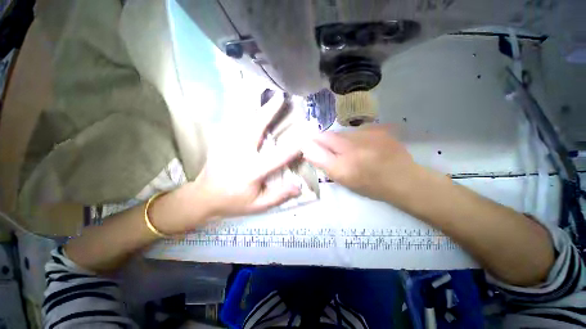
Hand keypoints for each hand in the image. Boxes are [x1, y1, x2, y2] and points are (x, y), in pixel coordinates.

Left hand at [189, 92, 301, 219]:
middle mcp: (239, 154)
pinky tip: (244, 98)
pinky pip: (230, 121)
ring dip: (253, 105)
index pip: (277, 158)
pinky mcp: (219, 141)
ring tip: (262, 90)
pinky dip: (239, 108)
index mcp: (251, 171)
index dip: (293, 147)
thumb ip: (278, 196)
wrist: (204, 197)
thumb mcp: (258, 205)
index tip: (305, 135)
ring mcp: (226, 145)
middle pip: (255, 128)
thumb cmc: (234, 202)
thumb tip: (299, 187)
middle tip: (280, 97)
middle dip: (269, 112)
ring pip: (241, 120)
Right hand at [302, 126, 417, 201]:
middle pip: (328, 135)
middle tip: (333, 151)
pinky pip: (357, 130)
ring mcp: (367, 135)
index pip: (316, 145)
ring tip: (351, 150)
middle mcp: (352, 147)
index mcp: (341, 164)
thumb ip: (323, 163)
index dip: (311, 142)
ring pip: (343, 133)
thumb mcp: (343, 179)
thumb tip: (308, 149)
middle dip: (325, 141)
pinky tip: (364, 146)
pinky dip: (355, 137)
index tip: (311, 146)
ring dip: (341, 140)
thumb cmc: (370, 185)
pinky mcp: (378, 129)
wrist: (403, 179)